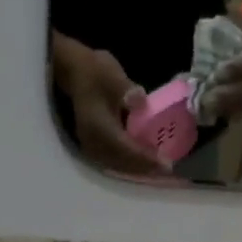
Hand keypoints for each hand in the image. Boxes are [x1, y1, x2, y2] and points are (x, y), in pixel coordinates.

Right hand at [54, 41, 169, 177]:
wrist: (73, 71)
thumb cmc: (94, 71)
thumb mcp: (111, 74)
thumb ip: (125, 88)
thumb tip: (139, 99)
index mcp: (98, 127)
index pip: (125, 149)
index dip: (146, 158)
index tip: (166, 164)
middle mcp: (93, 141)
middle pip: (122, 162)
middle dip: (145, 168)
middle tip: (167, 171)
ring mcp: (91, 144)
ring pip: (117, 164)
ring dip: (137, 169)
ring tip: (157, 170)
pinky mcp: (93, 144)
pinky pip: (112, 160)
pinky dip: (128, 163)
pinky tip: (142, 163)